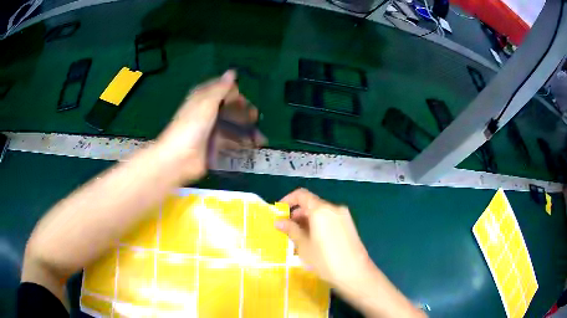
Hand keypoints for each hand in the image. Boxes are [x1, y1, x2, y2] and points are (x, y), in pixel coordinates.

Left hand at [156, 71, 264, 180]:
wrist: (179, 157)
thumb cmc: (192, 125)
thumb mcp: (206, 102)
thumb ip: (221, 88)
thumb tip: (232, 72)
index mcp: (203, 99)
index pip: (222, 91)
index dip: (234, 93)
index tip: (244, 101)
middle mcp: (207, 113)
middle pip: (229, 109)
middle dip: (243, 113)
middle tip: (255, 118)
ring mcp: (210, 130)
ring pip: (231, 126)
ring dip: (245, 130)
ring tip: (259, 138)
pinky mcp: (213, 146)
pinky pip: (230, 142)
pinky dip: (241, 143)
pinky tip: (251, 146)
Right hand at [276, 189, 426, 317]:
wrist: (355, 274)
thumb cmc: (325, 260)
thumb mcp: (304, 246)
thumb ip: (291, 230)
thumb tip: (279, 221)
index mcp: (321, 210)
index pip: (302, 195)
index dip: (289, 200)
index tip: (280, 210)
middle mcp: (334, 208)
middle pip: (312, 204)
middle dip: (298, 214)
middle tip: (287, 229)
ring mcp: (344, 217)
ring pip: (321, 213)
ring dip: (308, 220)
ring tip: (299, 238)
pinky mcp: (349, 226)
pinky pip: (330, 220)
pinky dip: (319, 225)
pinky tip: (314, 241)